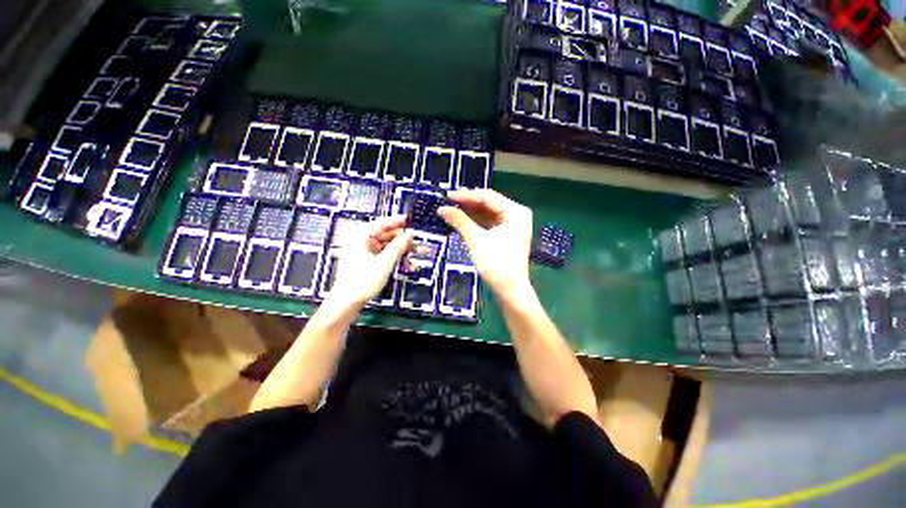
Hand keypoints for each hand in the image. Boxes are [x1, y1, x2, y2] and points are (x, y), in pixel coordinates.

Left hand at [328, 215, 412, 305]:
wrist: (346, 302)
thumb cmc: (362, 281)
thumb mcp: (385, 262)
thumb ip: (398, 246)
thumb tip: (410, 234)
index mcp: (360, 235)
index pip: (383, 223)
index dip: (398, 222)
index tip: (410, 220)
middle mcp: (360, 240)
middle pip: (386, 235)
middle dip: (403, 240)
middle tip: (417, 243)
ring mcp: (362, 250)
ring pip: (386, 245)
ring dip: (401, 250)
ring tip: (416, 255)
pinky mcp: (364, 260)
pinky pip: (382, 254)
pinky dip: (394, 257)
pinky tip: (406, 264)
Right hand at [438, 189, 532, 300]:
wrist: (510, 290)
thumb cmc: (496, 265)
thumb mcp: (476, 240)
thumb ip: (460, 221)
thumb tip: (441, 208)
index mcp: (515, 212)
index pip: (488, 197)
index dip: (466, 195)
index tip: (447, 195)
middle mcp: (517, 214)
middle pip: (489, 203)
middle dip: (468, 203)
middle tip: (447, 200)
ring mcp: (513, 224)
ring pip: (488, 212)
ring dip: (470, 211)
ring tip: (451, 208)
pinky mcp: (507, 233)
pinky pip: (490, 222)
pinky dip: (476, 221)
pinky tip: (462, 218)